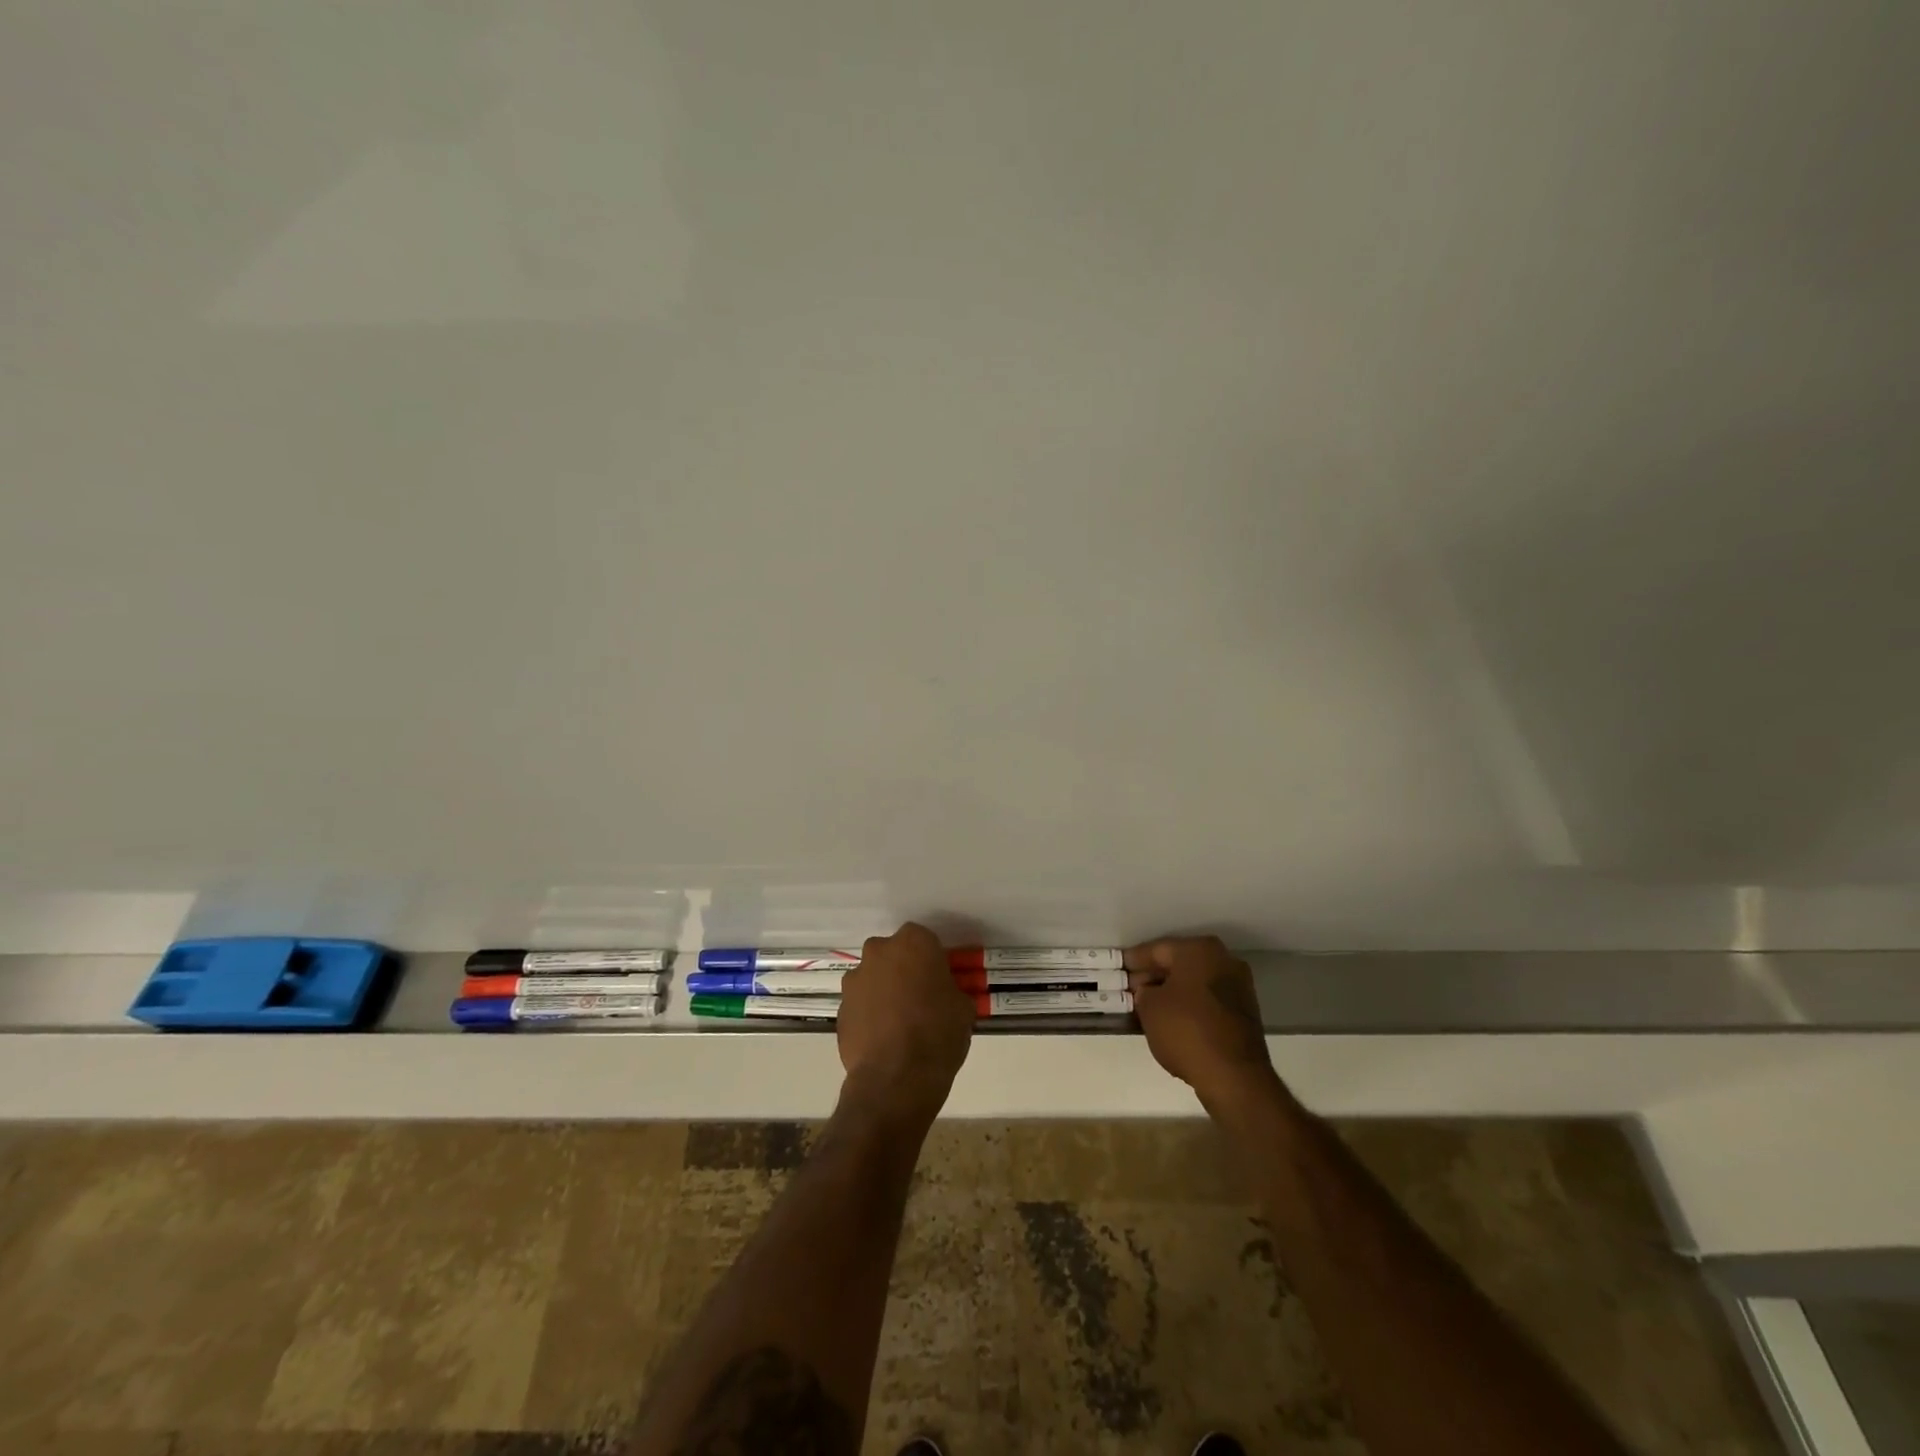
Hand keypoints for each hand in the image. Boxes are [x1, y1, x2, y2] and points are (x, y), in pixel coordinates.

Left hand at [837, 922, 975, 1122]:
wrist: (896, 1078)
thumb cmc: (938, 1033)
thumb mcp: (963, 1007)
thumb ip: (950, 989)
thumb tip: (942, 994)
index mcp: (913, 942)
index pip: (924, 940)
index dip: (931, 960)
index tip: (938, 980)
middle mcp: (879, 952)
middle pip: (893, 954)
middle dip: (903, 970)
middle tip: (919, 998)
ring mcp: (855, 979)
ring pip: (873, 978)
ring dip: (883, 991)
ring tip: (899, 1024)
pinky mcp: (840, 1008)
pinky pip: (860, 1004)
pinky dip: (869, 1015)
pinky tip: (883, 1039)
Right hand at [1128, 936, 1277, 1112]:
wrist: (1235, 1076)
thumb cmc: (1187, 1031)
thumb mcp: (1150, 1008)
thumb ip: (1143, 992)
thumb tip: (1149, 992)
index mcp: (1199, 950)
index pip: (1157, 949)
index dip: (1134, 960)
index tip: (1118, 968)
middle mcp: (1223, 960)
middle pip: (1179, 963)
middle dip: (1154, 975)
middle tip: (1130, 989)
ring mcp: (1238, 986)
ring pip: (1195, 982)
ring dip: (1172, 991)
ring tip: (1148, 1006)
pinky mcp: (1245, 1012)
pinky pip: (1208, 1000)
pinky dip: (1189, 1005)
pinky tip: (1172, 1019)